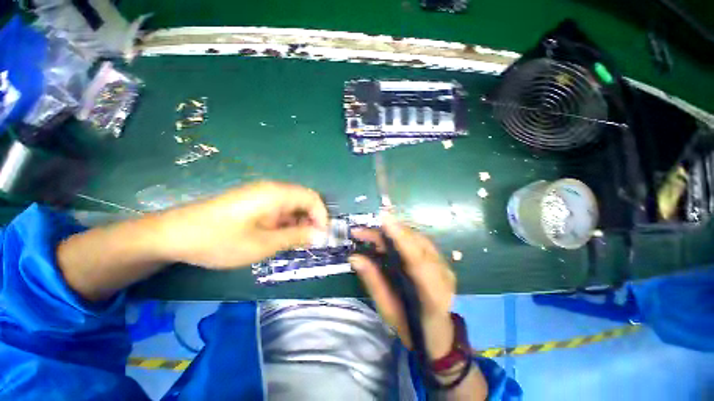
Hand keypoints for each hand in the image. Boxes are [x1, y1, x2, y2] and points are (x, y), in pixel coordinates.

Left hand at [156, 181, 328, 267]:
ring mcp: (262, 195)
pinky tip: (278, 238)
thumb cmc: (221, 240)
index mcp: (277, 194)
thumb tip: (320, 236)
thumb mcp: (263, 244)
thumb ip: (296, 237)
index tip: (321, 237)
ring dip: (298, 224)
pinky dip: (285, 224)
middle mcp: (273, 190)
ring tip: (294, 244)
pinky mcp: (254, 203)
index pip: (313, 198)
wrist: (174, 234)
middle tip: (309, 243)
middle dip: (311, 221)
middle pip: (304, 201)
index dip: (322, 217)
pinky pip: (279, 210)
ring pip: (292, 207)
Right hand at [349, 213, 456, 359]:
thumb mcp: (387, 309)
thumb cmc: (410, 327)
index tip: (384, 219)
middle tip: (362, 231)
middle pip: (417, 243)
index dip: (400, 237)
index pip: (416, 259)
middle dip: (390, 231)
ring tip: (371, 234)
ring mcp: (445, 265)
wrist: (438, 333)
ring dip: (394, 231)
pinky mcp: (441, 260)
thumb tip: (354, 257)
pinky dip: (402, 236)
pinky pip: (420, 241)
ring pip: (418, 238)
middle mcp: (444, 274)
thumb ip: (373, 281)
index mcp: (433, 294)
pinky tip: (387, 237)